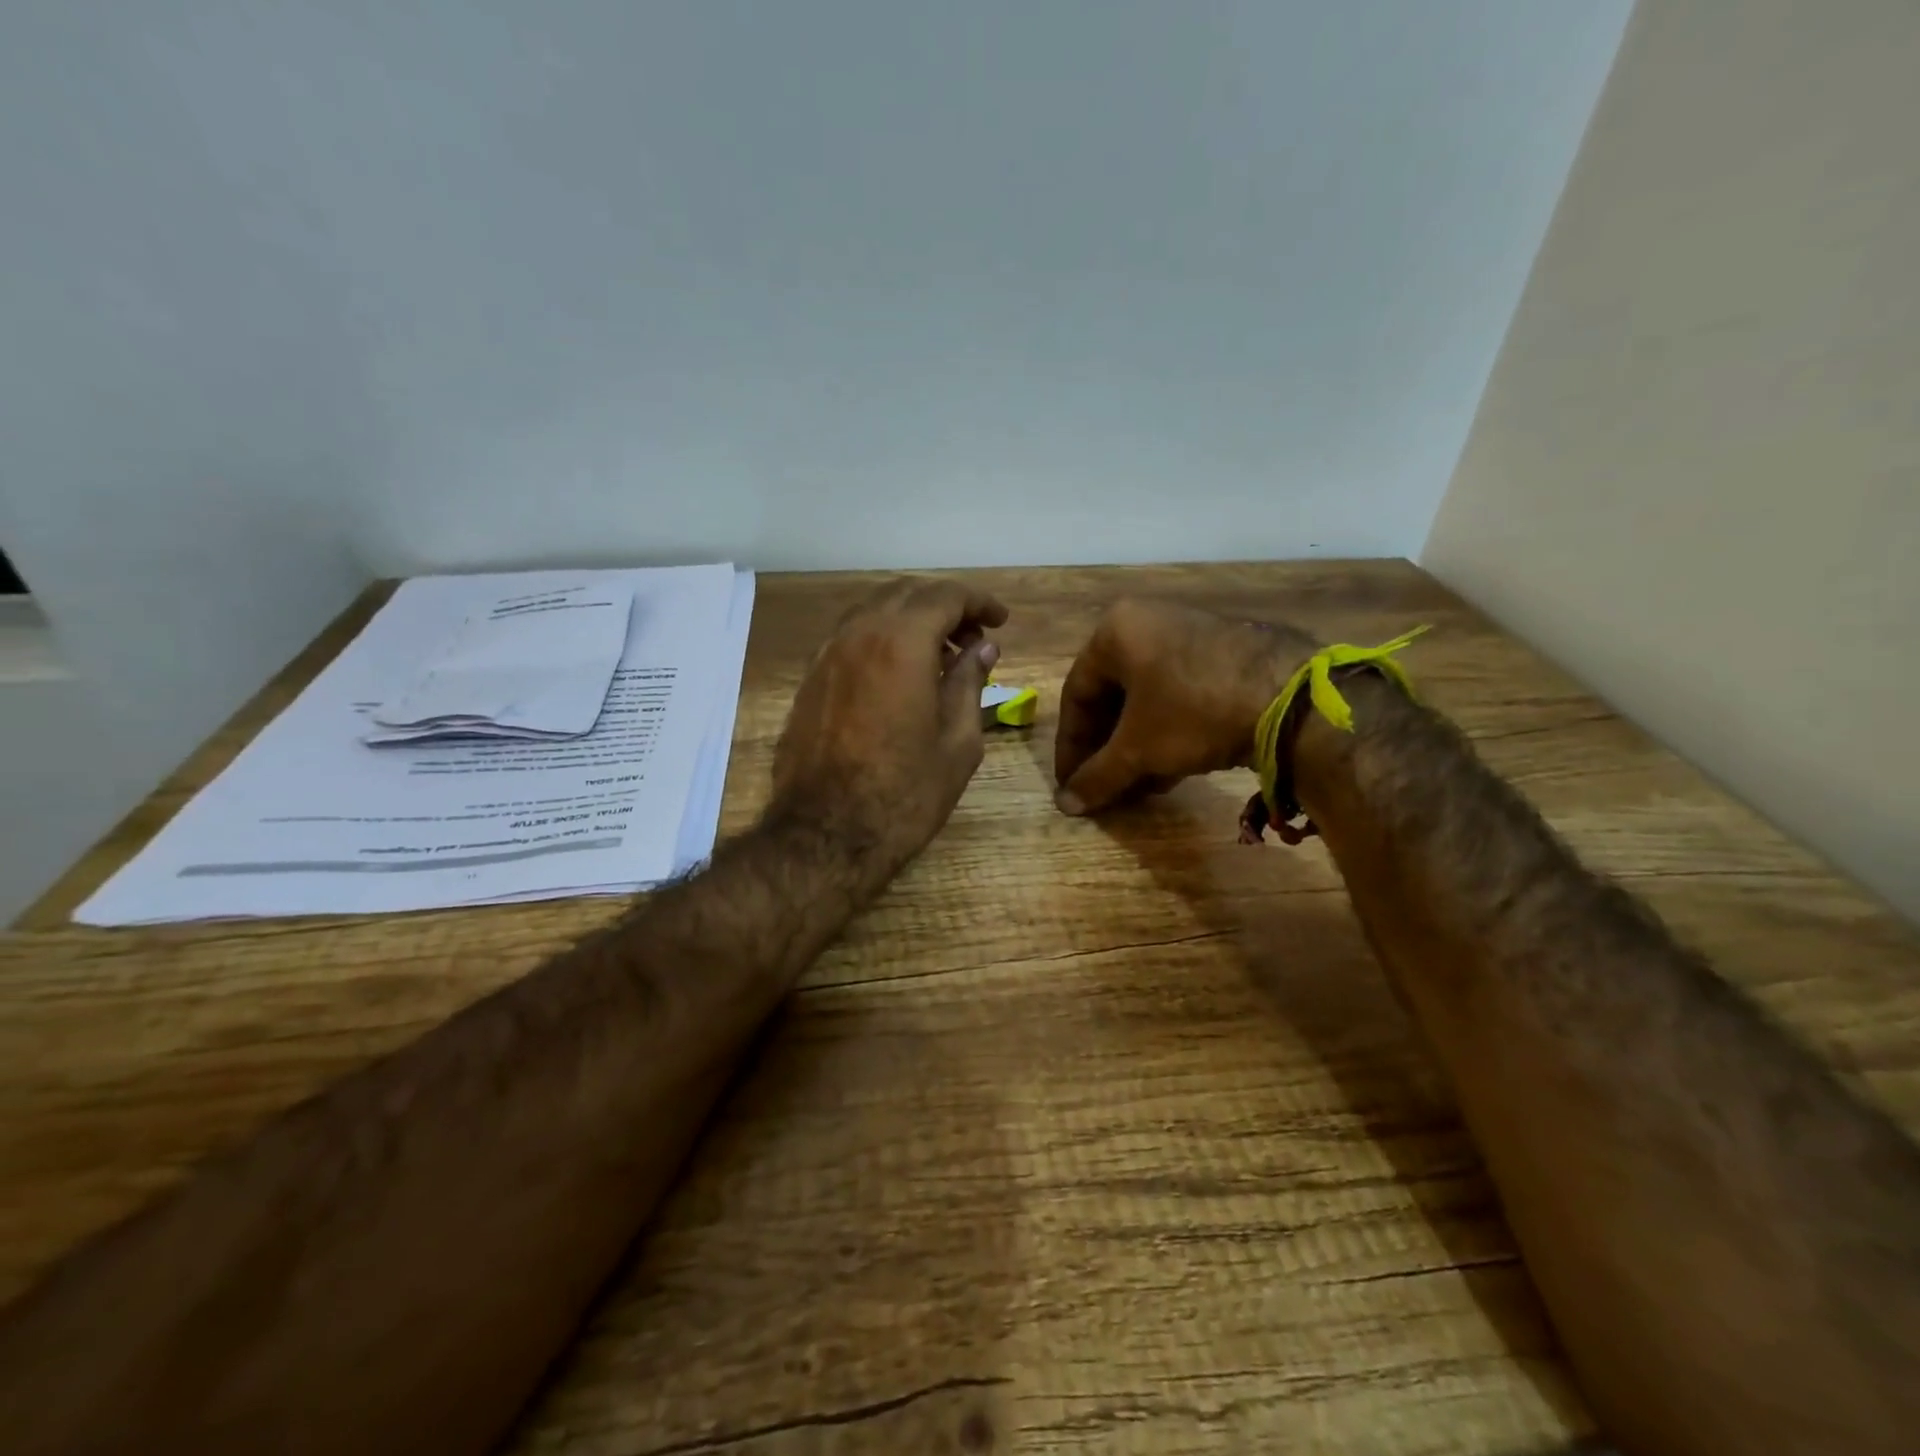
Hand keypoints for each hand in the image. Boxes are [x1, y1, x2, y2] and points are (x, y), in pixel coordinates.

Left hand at [771, 576, 1008, 870]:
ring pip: (873, 612)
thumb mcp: (957, 742)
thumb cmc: (905, 793)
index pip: (945, 596)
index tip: (999, 621)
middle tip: (972, 639)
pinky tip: (898, 674)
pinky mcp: (810, 679)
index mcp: (902, 643)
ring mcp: (827, 655)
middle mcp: (859, 634)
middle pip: (906, 594)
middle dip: (944, 607)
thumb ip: (969, 684)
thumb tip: (982, 649)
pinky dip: (881, 639)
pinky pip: (851, 637)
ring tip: (938, 656)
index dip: (978, 602)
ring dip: (910, 620)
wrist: (826, 834)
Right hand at [1054, 599, 1312, 814]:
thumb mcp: (1139, 749)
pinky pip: (1180, 696)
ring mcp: (1191, 635)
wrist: (1293, 697)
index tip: (1070, 784)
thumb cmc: (1194, 711)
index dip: (1070, 747)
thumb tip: (1066, 804)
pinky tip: (1170, 771)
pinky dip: (1168, 733)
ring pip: (1148, 699)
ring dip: (1136, 746)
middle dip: (1107, 749)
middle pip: (1113, 696)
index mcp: (1116, 631)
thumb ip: (1097, 776)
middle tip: (1103, 786)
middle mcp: (1149, 623)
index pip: (1077, 695)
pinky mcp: (1225, 654)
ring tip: (1136, 787)